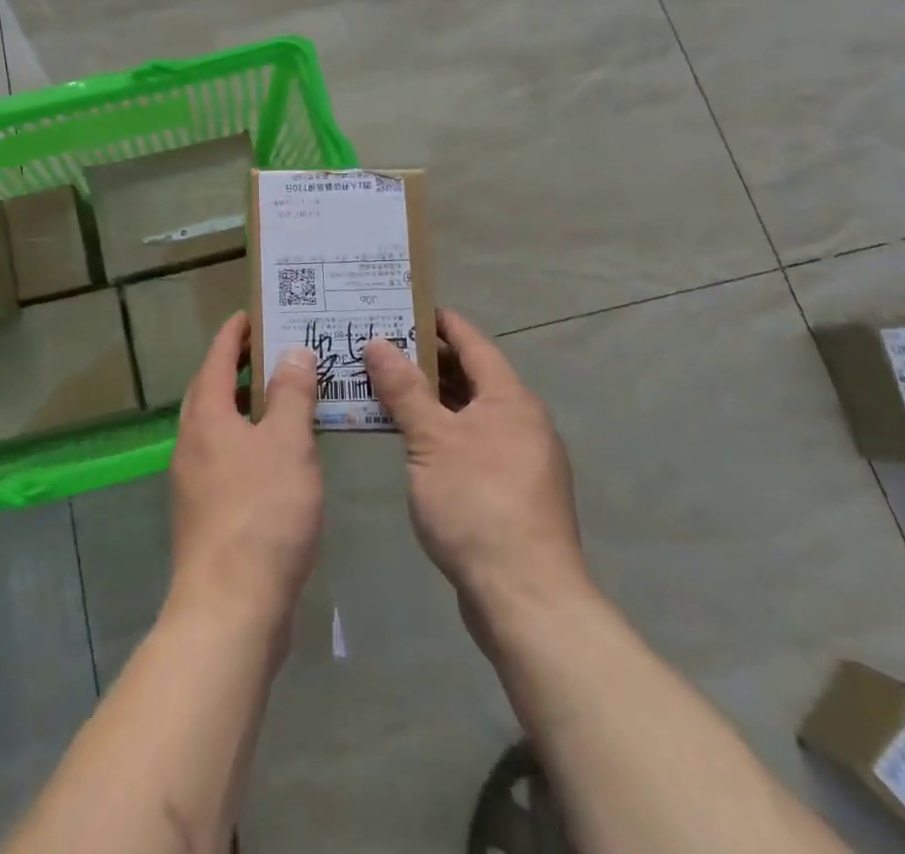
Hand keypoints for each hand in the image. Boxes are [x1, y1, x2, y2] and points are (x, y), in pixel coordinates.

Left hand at [168, 313, 322, 640]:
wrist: (229, 607)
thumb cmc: (262, 513)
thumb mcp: (288, 443)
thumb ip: (291, 394)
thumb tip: (292, 352)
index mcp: (206, 416)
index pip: (216, 358)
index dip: (234, 334)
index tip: (251, 315)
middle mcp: (191, 442)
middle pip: (211, 391)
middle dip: (237, 368)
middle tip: (272, 351)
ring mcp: (194, 481)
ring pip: (219, 428)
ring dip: (245, 407)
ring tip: (283, 399)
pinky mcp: (206, 515)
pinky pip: (227, 459)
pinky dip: (249, 443)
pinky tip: (279, 458)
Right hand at [363, 309, 593, 632]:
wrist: (526, 598)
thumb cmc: (478, 504)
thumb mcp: (431, 440)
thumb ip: (404, 389)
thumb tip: (378, 342)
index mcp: (510, 399)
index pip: (472, 343)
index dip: (439, 322)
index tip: (403, 305)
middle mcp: (521, 421)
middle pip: (470, 376)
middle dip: (425, 360)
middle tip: (379, 346)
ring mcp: (519, 459)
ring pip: (468, 412)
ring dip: (430, 399)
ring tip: (384, 386)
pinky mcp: (510, 492)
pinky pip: (471, 442)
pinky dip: (440, 431)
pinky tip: (409, 439)